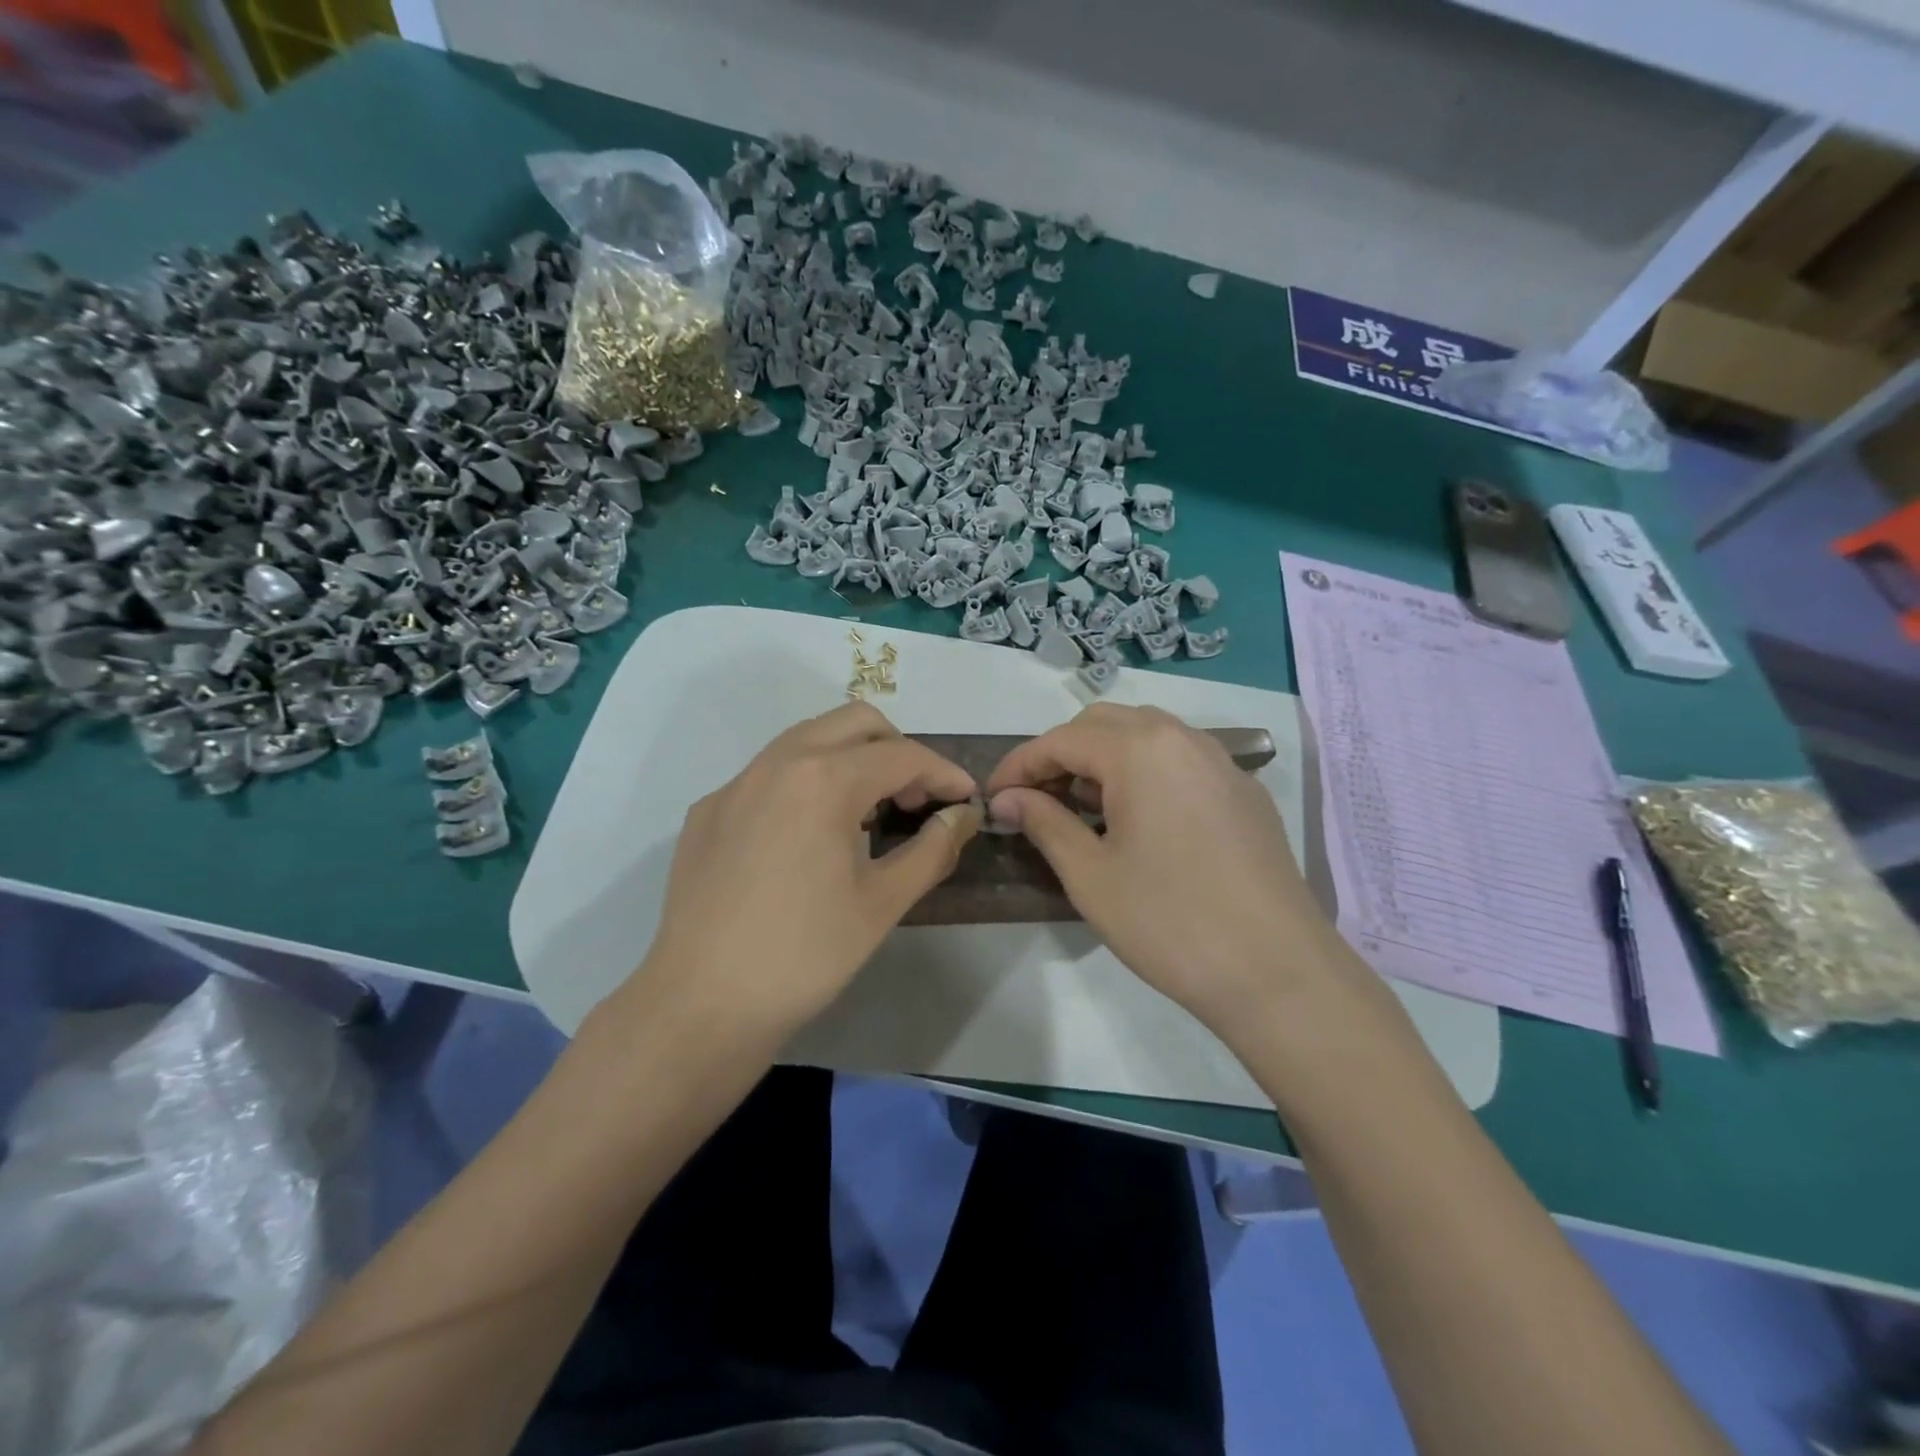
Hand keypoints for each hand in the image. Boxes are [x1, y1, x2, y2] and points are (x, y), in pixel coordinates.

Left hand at [633, 702, 980, 1046]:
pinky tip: (807, 836)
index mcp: (823, 780)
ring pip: (806, 738)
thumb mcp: (882, 903)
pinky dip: (805, 782)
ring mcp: (735, 784)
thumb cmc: (805, 955)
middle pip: (853, 723)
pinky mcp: (708, 811)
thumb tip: (962, 816)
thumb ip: (933, 848)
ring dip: (850, 758)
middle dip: (896, 749)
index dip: (943, 773)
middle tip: (914, 798)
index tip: (966, 799)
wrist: (702, 1005)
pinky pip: (769, 773)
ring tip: (867, 812)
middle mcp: (776, 763)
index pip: (901, 755)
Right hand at [986, 704, 1348, 1030]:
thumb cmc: (1169, 921)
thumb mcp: (1090, 875)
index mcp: (1141, 749)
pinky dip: (1145, 773)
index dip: (1020, 766)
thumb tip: (1008, 799)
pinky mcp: (1245, 793)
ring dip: (1104, 760)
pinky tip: (1138, 821)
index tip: (993, 798)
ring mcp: (1222, 763)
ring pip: (1147, 737)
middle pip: (1105, 725)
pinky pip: (1181, 761)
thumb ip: (1044, 822)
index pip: (1062, 740)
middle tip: (1035, 801)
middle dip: (1061, 755)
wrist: (1277, 972)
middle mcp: (1184, 739)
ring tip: (1081, 809)